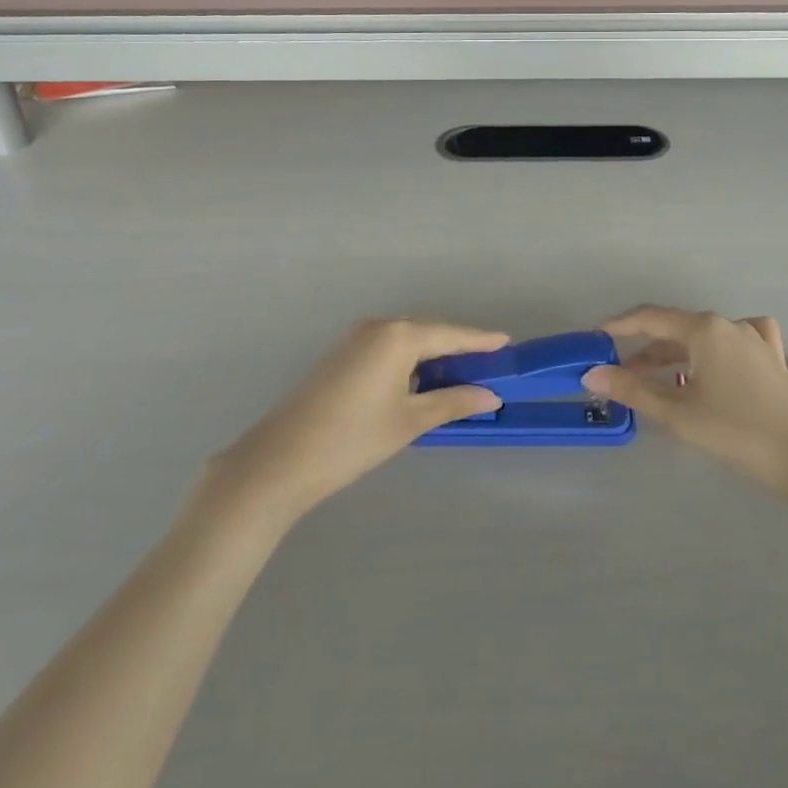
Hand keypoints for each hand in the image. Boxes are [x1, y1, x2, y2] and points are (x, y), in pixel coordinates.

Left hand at [217, 320, 507, 521]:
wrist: (280, 460)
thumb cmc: (353, 438)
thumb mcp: (410, 421)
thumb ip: (453, 402)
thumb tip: (490, 396)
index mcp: (399, 335)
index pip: (451, 334)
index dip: (480, 341)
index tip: (507, 343)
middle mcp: (379, 327)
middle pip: (429, 333)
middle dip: (458, 349)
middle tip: (487, 365)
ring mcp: (356, 339)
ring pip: (407, 341)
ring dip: (433, 356)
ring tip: (460, 376)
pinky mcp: (342, 356)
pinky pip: (388, 349)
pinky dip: (410, 362)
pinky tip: (420, 382)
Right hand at [582, 307, 787, 495]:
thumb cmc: (736, 431)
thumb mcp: (678, 413)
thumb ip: (632, 390)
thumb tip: (591, 374)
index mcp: (703, 328)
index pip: (649, 318)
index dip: (619, 326)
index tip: (594, 338)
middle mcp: (727, 323)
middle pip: (675, 329)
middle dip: (644, 350)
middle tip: (619, 374)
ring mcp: (753, 337)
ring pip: (701, 338)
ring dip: (674, 356)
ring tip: (654, 380)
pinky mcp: (770, 356)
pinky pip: (732, 342)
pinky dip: (712, 351)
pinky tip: (712, 362)